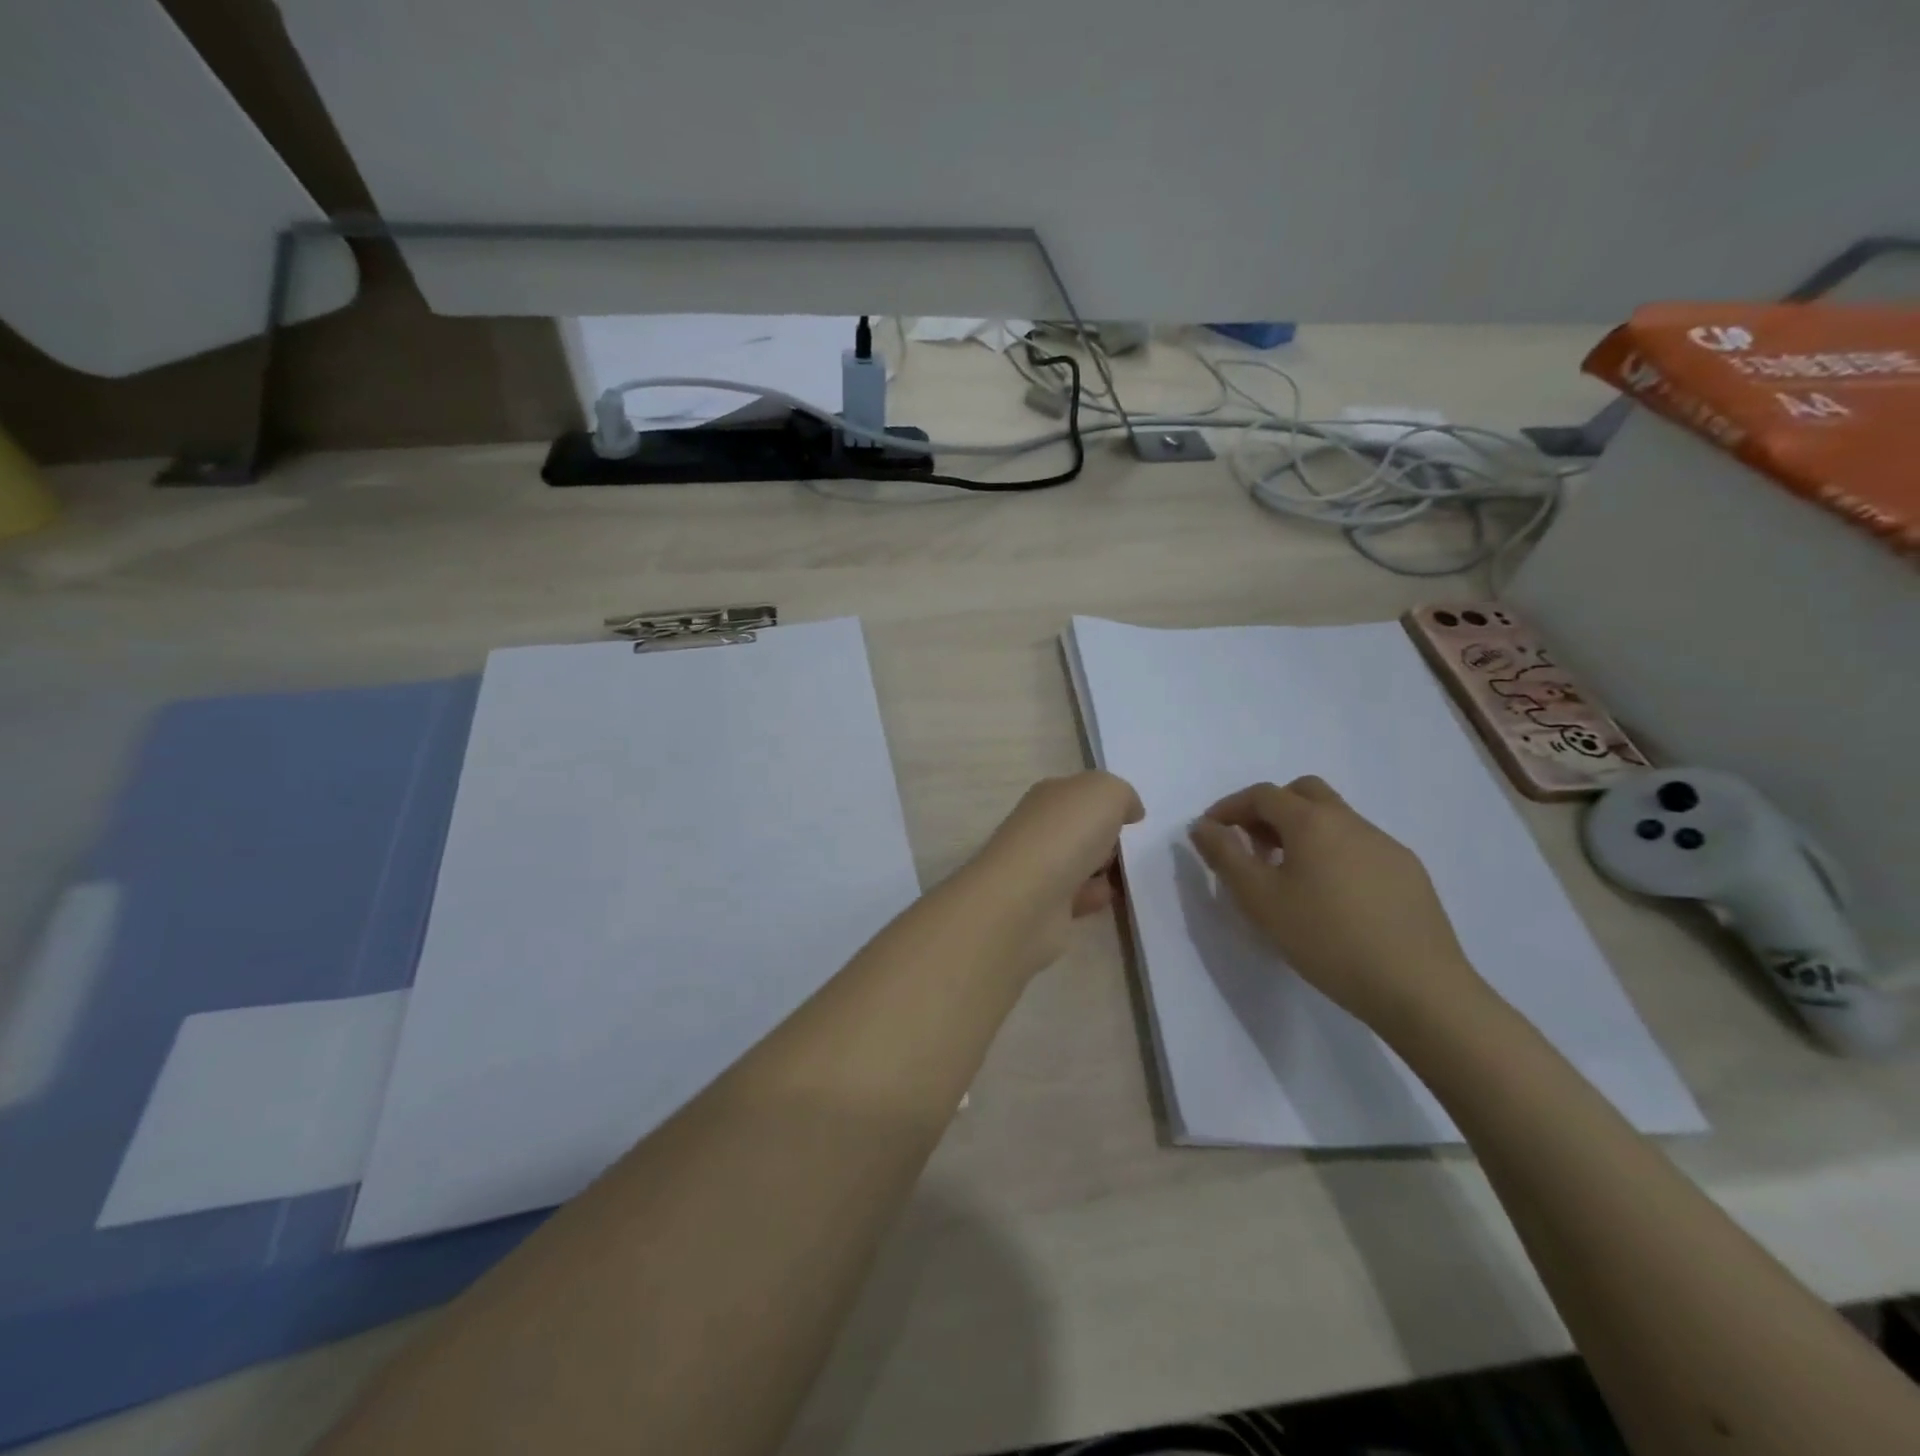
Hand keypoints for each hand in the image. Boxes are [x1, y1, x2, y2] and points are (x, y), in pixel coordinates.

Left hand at [965, 771, 1143, 971]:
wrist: (1028, 898)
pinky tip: (1108, 898)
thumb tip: (1130, 811)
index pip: (1079, 793)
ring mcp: (1038, 867)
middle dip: (1107, 837)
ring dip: (1103, 869)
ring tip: (1126, 874)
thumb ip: (1122, 795)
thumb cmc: (1066, 834)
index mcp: (1048, 796)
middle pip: (1080, 828)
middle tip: (1131, 847)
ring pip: (1080, 862)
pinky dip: (1094, 896)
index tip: (1133, 817)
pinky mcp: (1043, 904)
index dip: (1107, 801)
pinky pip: (1078, 896)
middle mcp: (1038, 828)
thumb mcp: (1106, 793)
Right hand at [1188, 777, 1485, 1033]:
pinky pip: (1359, 845)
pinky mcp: (1409, 872)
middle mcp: (1351, 821)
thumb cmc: (1326, 939)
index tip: (1211, 832)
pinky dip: (1333, 852)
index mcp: (1312, 821)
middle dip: (1270, 809)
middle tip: (1252, 844)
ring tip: (1288, 875)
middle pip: (1304, 793)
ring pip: (1334, 819)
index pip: (1263, 795)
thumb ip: (1226, 857)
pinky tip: (1332, 896)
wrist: (1418, 987)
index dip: (1230, 807)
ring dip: (1302, 831)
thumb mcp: (1260, 900)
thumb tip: (1203, 826)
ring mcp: (1386, 845)